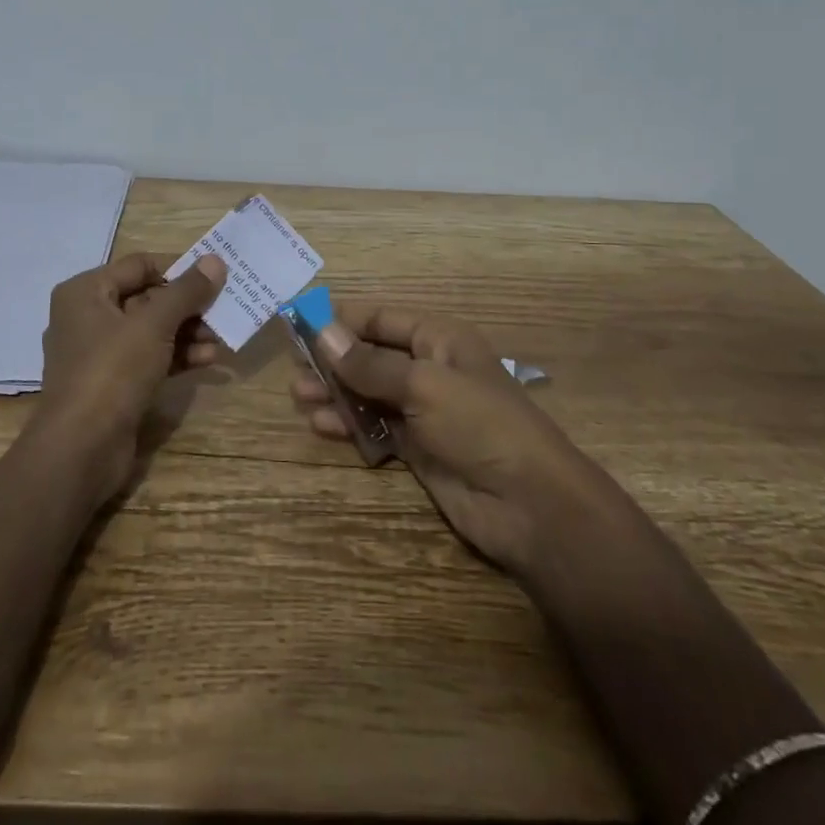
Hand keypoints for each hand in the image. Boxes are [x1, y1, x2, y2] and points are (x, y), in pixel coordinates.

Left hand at [33, 251, 228, 500]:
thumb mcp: (154, 325)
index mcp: (85, 292)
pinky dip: (177, 356)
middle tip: (224, 309)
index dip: (178, 268)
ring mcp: (99, 354)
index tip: (214, 277)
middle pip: (147, 298)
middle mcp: (88, 317)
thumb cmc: (112, 371)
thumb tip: (215, 260)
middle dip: (187, 305)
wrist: (81, 450)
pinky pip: (149, 358)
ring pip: (151, 331)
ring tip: (222, 338)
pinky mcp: (112, 384)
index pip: (139, 265)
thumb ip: (186, 291)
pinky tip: (208, 360)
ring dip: (188, 332)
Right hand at [290, 302, 597, 574]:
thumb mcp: (423, 384)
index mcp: (440, 339)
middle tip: (294, 368)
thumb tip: (322, 332)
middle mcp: (430, 369)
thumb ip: (370, 363)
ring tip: (300, 398)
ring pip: (370, 393)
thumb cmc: (480, 425)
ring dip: (336, 393)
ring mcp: (424, 410)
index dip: (342, 320)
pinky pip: (376, 427)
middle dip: (334, 360)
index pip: (382, 319)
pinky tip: (323, 427)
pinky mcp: (419, 448)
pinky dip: (351, 425)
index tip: (300, 323)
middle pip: (372, 355)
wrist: (530, 505)